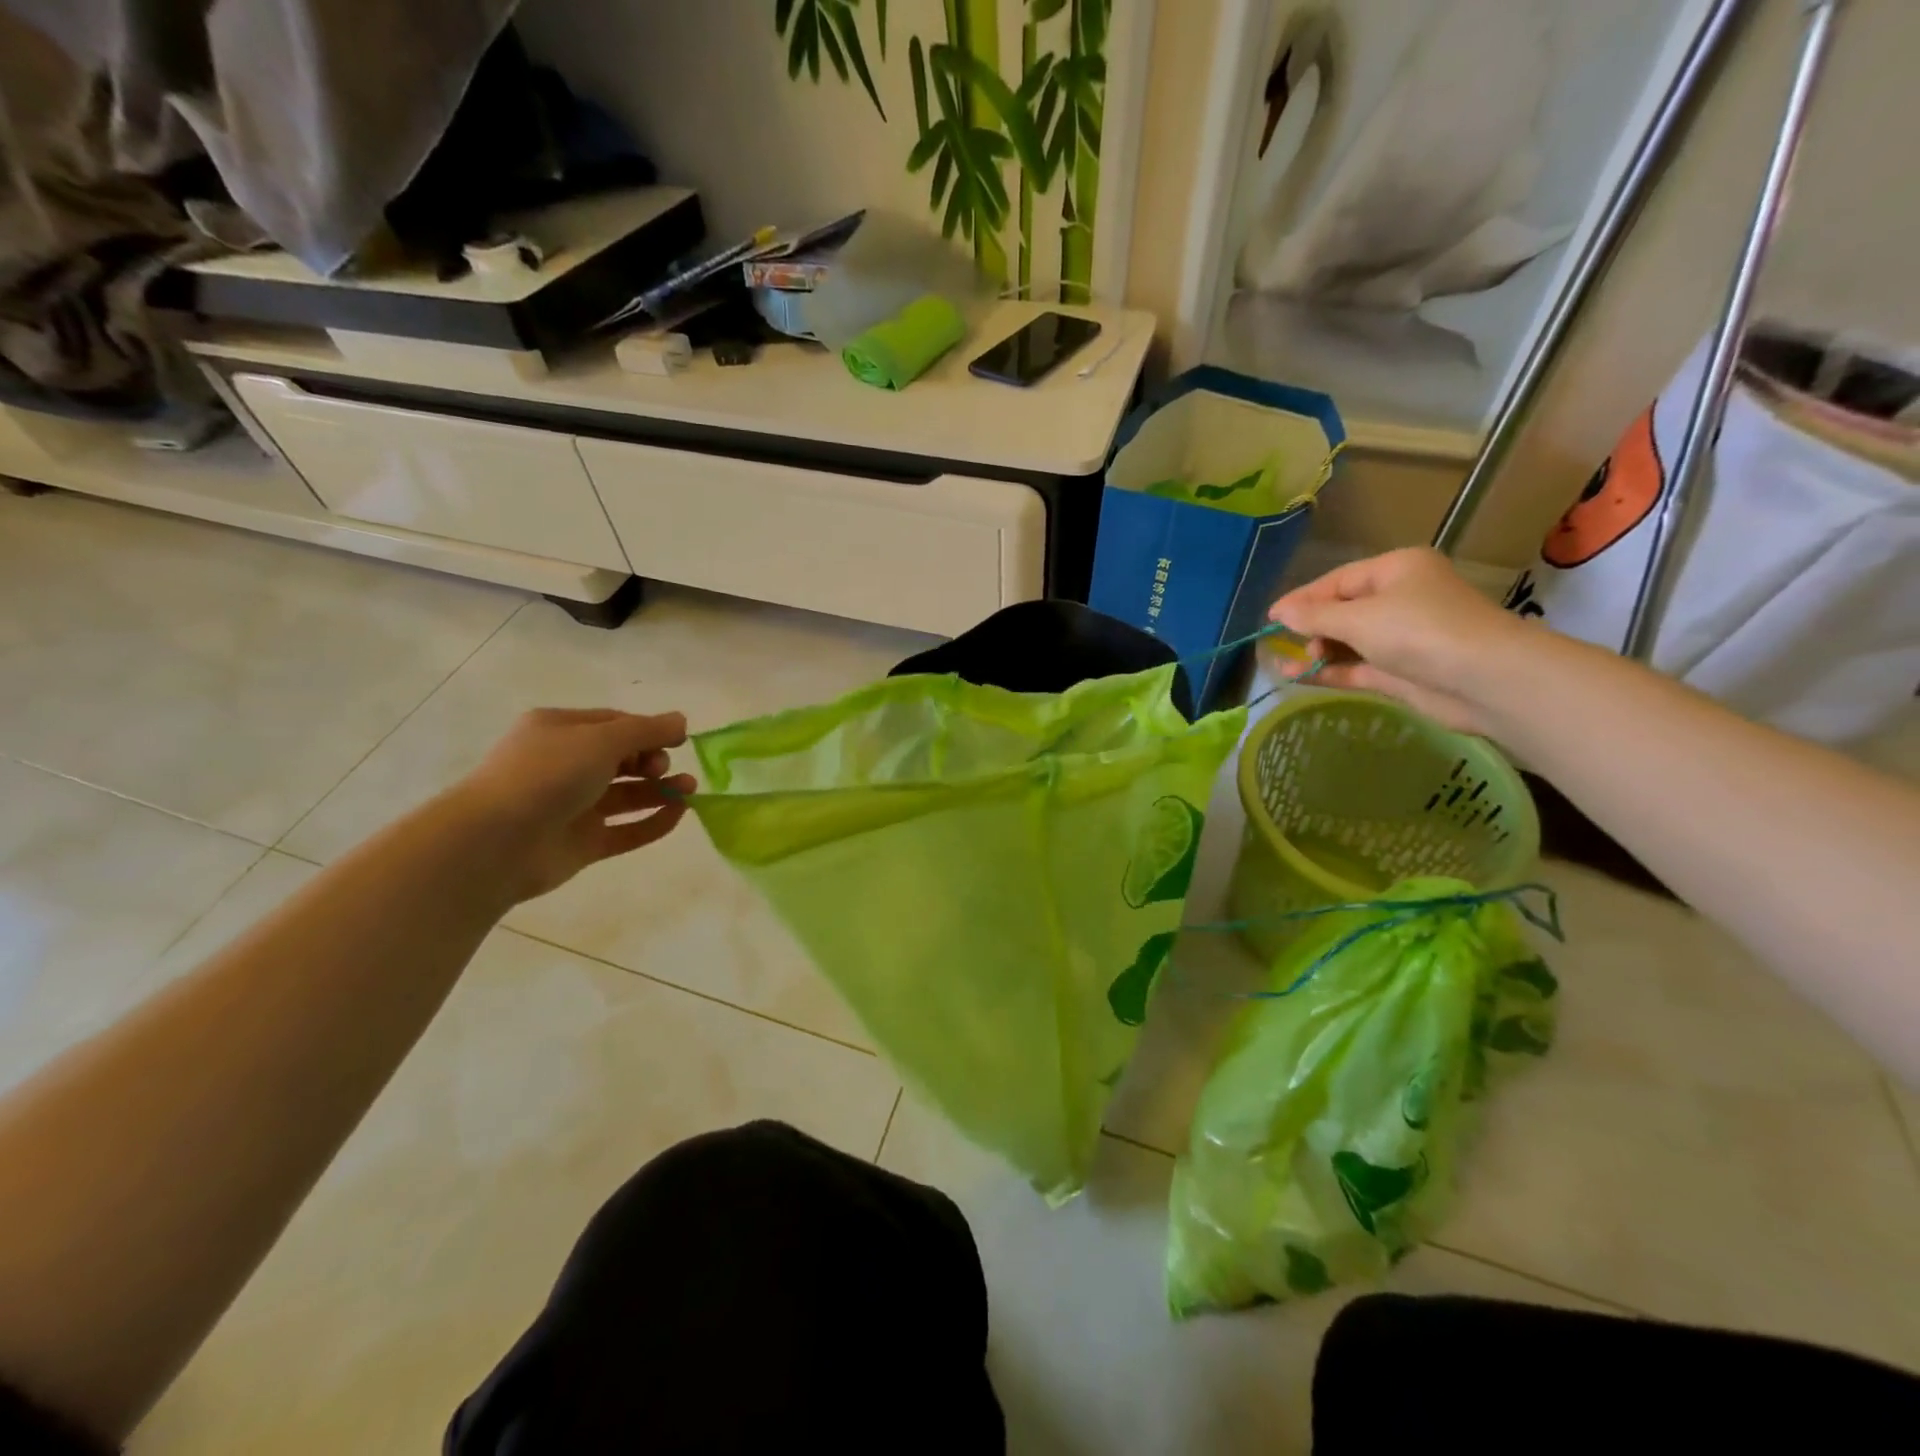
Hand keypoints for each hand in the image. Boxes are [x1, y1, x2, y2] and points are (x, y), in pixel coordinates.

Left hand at [453, 708, 697, 901]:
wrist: (496, 842)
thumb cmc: (548, 775)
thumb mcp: (601, 740)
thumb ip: (646, 730)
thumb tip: (681, 721)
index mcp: (559, 732)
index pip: (614, 724)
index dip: (649, 730)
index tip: (679, 740)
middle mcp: (565, 766)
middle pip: (622, 759)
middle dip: (654, 760)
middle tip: (665, 769)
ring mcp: (573, 807)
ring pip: (626, 795)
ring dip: (661, 790)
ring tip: (690, 790)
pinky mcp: (582, 843)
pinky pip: (626, 830)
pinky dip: (653, 822)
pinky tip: (679, 814)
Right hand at [1267, 547, 1533, 734]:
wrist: (1484, 679)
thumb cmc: (1420, 631)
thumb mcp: (1358, 619)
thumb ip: (1315, 617)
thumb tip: (1281, 613)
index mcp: (1396, 570)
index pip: (1338, 580)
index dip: (1302, 598)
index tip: (1269, 618)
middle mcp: (1400, 598)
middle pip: (1343, 610)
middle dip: (1311, 627)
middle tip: (1285, 644)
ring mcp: (1402, 636)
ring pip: (1348, 641)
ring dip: (1316, 652)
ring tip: (1285, 665)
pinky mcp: (1402, 670)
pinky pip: (1356, 666)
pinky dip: (1330, 670)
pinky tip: (1300, 676)